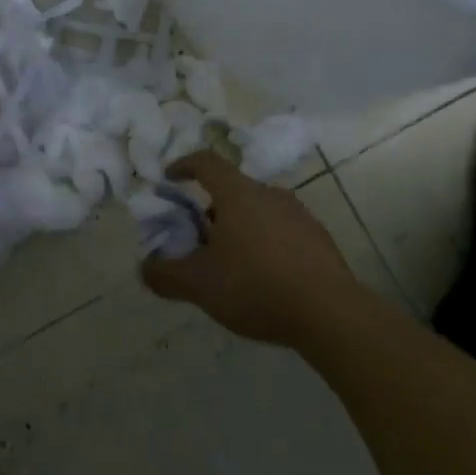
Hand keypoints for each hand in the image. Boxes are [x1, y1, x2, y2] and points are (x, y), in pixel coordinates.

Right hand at [142, 151, 360, 347]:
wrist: (330, 312)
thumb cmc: (256, 286)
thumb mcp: (200, 285)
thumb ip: (165, 275)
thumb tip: (144, 267)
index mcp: (237, 193)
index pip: (206, 162)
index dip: (183, 165)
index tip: (169, 179)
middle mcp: (269, 193)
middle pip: (232, 189)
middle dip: (210, 209)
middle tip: (198, 239)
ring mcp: (298, 213)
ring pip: (257, 210)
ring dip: (238, 227)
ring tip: (230, 264)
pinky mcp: (318, 238)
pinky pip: (281, 230)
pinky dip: (264, 243)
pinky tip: (263, 278)